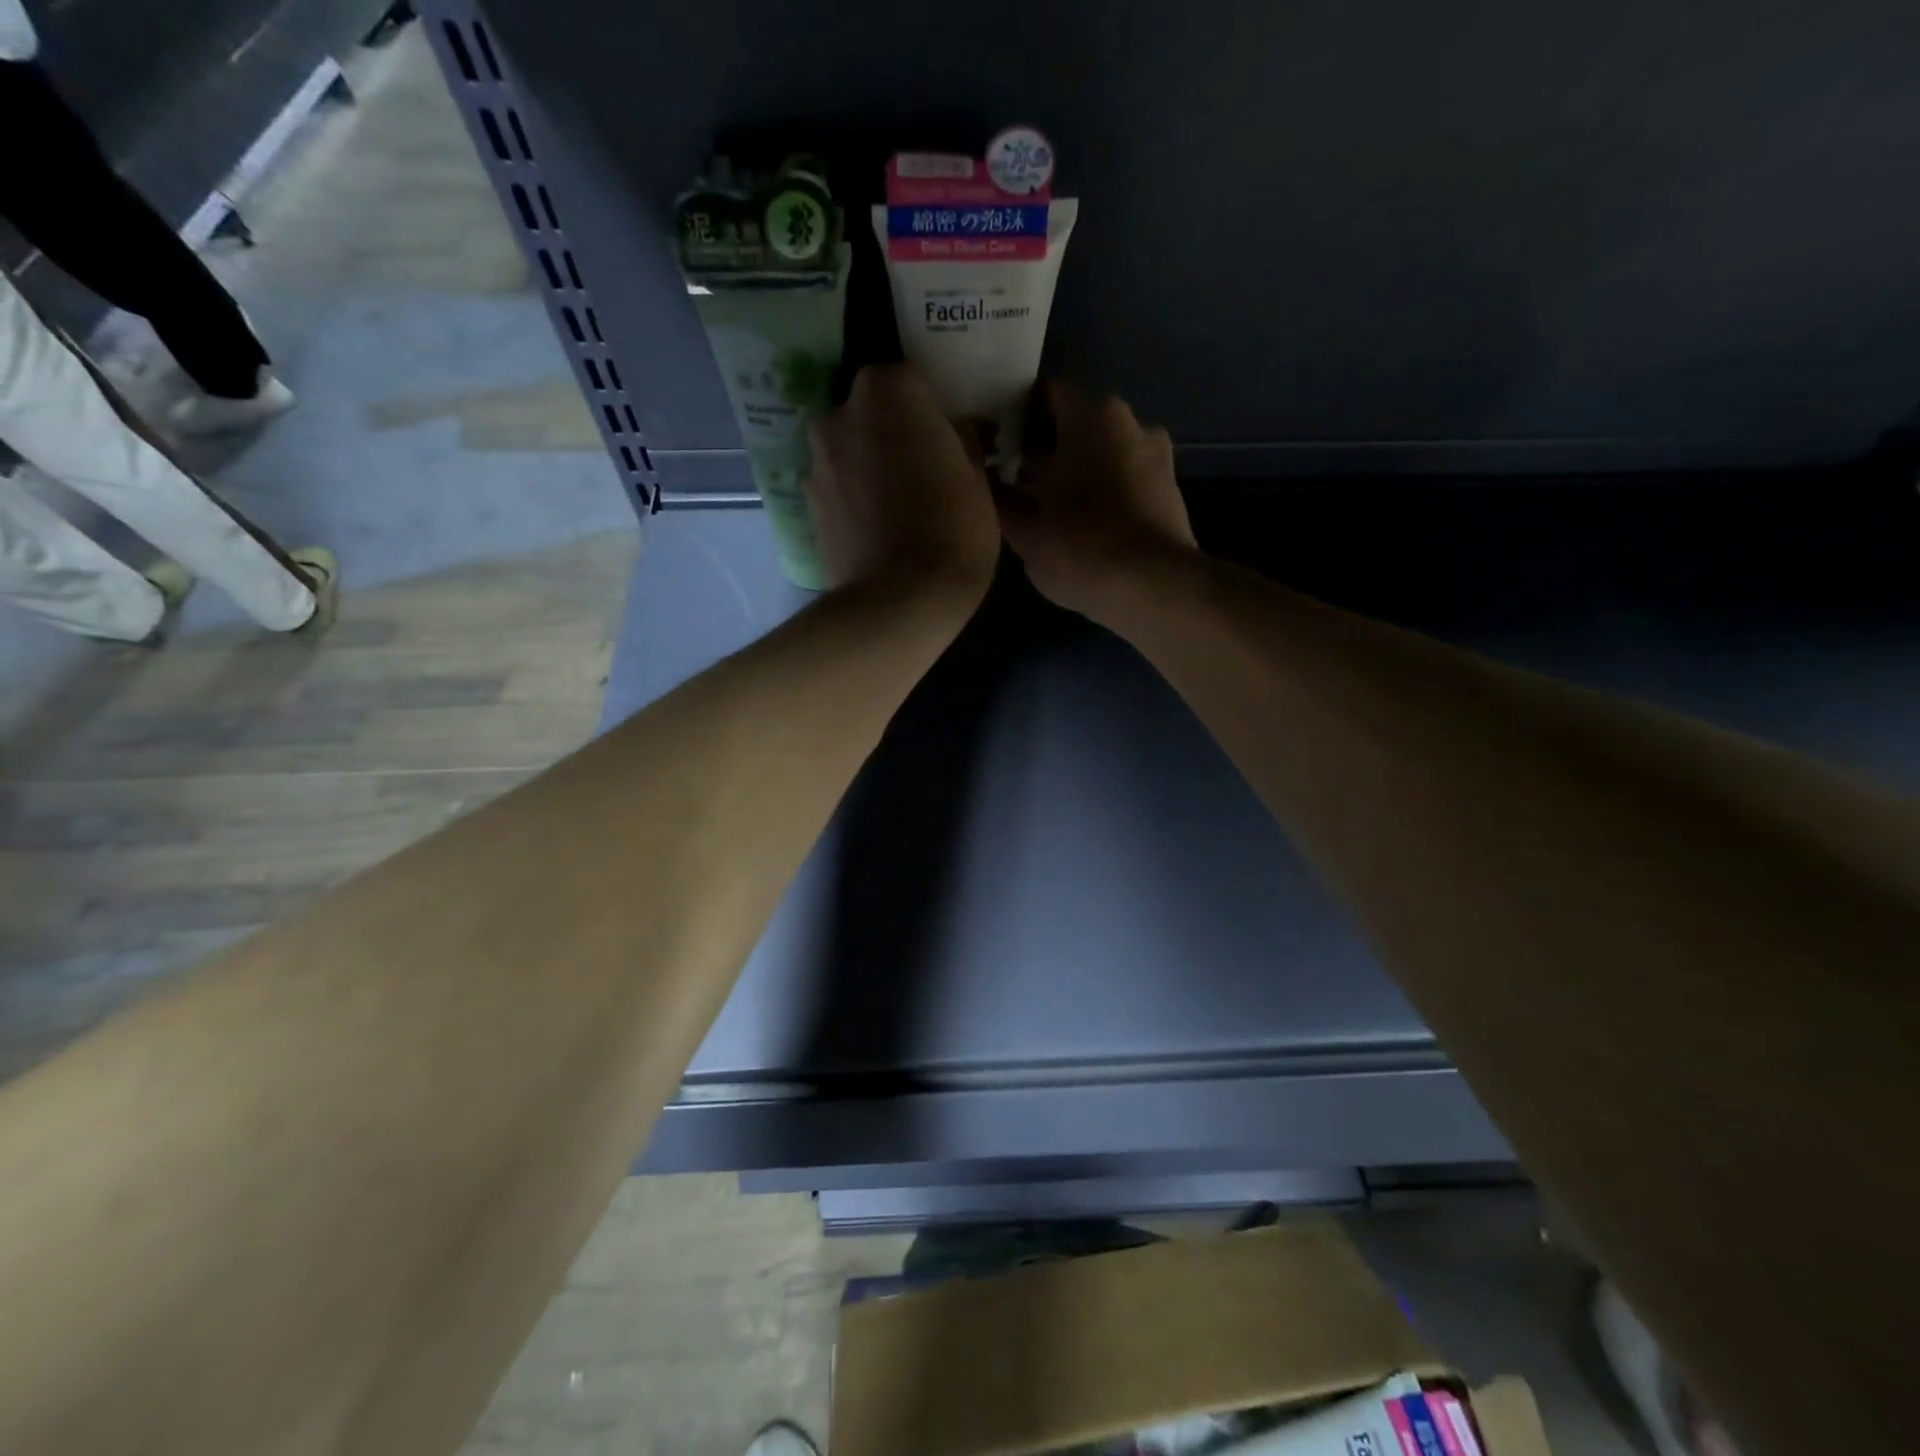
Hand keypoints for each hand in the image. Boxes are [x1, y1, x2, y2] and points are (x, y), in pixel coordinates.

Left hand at [806, 364, 999, 604]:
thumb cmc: (951, 533)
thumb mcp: (978, 482)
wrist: (897, 604)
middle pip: (871, 412)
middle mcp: (839, 415)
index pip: (909, 380)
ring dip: (870, 465)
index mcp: (886, 393)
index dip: (931, 409)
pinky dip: (854, 498)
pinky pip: (838, 487)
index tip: (947, 437)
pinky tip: (878, 528)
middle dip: (893, 433)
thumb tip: (956, 432)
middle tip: (924, 469)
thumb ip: (963, 442)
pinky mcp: (806, 506)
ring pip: (850, 450)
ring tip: (899, 506)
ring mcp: (816, 462)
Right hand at [998, 383, 1197, 622]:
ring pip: (1105, 452)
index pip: (1046, 394)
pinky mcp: (1171, 491)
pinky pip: (1127, 478)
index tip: (997, 442)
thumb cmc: (1080, 549)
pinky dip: (1105, 491)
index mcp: (1091, 417)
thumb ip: (999, 499)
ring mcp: (1157, 456)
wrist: (1153, 589)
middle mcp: (1130, 422)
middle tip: (1017, 480)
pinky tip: (1085, 523)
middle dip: (1048, 448)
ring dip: (1078, 471)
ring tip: (1050, 507)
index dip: (1017, 416)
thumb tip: (980, 479)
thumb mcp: (1025, 530)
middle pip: (1078, 424)